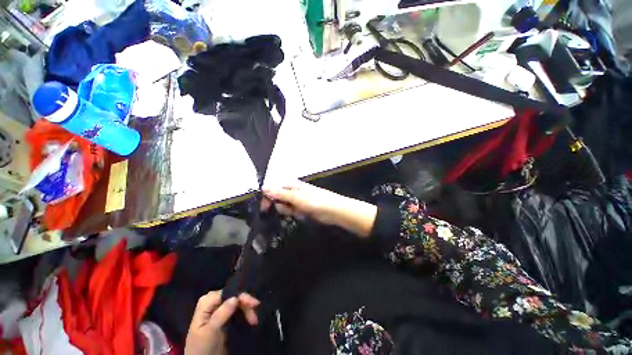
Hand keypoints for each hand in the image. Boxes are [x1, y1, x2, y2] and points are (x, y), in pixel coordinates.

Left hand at [185, 291, 259, 354]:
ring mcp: (219, 309)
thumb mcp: (209, 331)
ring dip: (247, 310)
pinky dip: (245, 313)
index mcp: (206, 302)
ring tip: (254, 321)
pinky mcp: (224, 316)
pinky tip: (250, 319)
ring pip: (238, 303)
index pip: (227, 293)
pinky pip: (237, 309)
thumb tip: (235, 298)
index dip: (241, 297)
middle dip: (246, 304)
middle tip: (255, 316)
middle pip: (234, 296)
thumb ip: (221, 314)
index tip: (253, 304)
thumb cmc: (201, 347)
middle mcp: (213, 302)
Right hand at [262, 181, 376, 237]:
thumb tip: (264, 188)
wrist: (335, 211)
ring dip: (287, 211)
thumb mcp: (298, 197)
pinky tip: (300, 215)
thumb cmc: (317, 202)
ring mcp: (299, 200)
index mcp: (293, 185)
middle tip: (287, 211)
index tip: (264, 208)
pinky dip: (294, 214)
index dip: (268, 197)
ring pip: (285, 206)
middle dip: (279, 206)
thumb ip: (281, 194)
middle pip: (279, 198)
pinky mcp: (303, 208)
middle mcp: (295, 191)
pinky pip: (293, 211)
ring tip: (297, 213)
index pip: (275, 188)